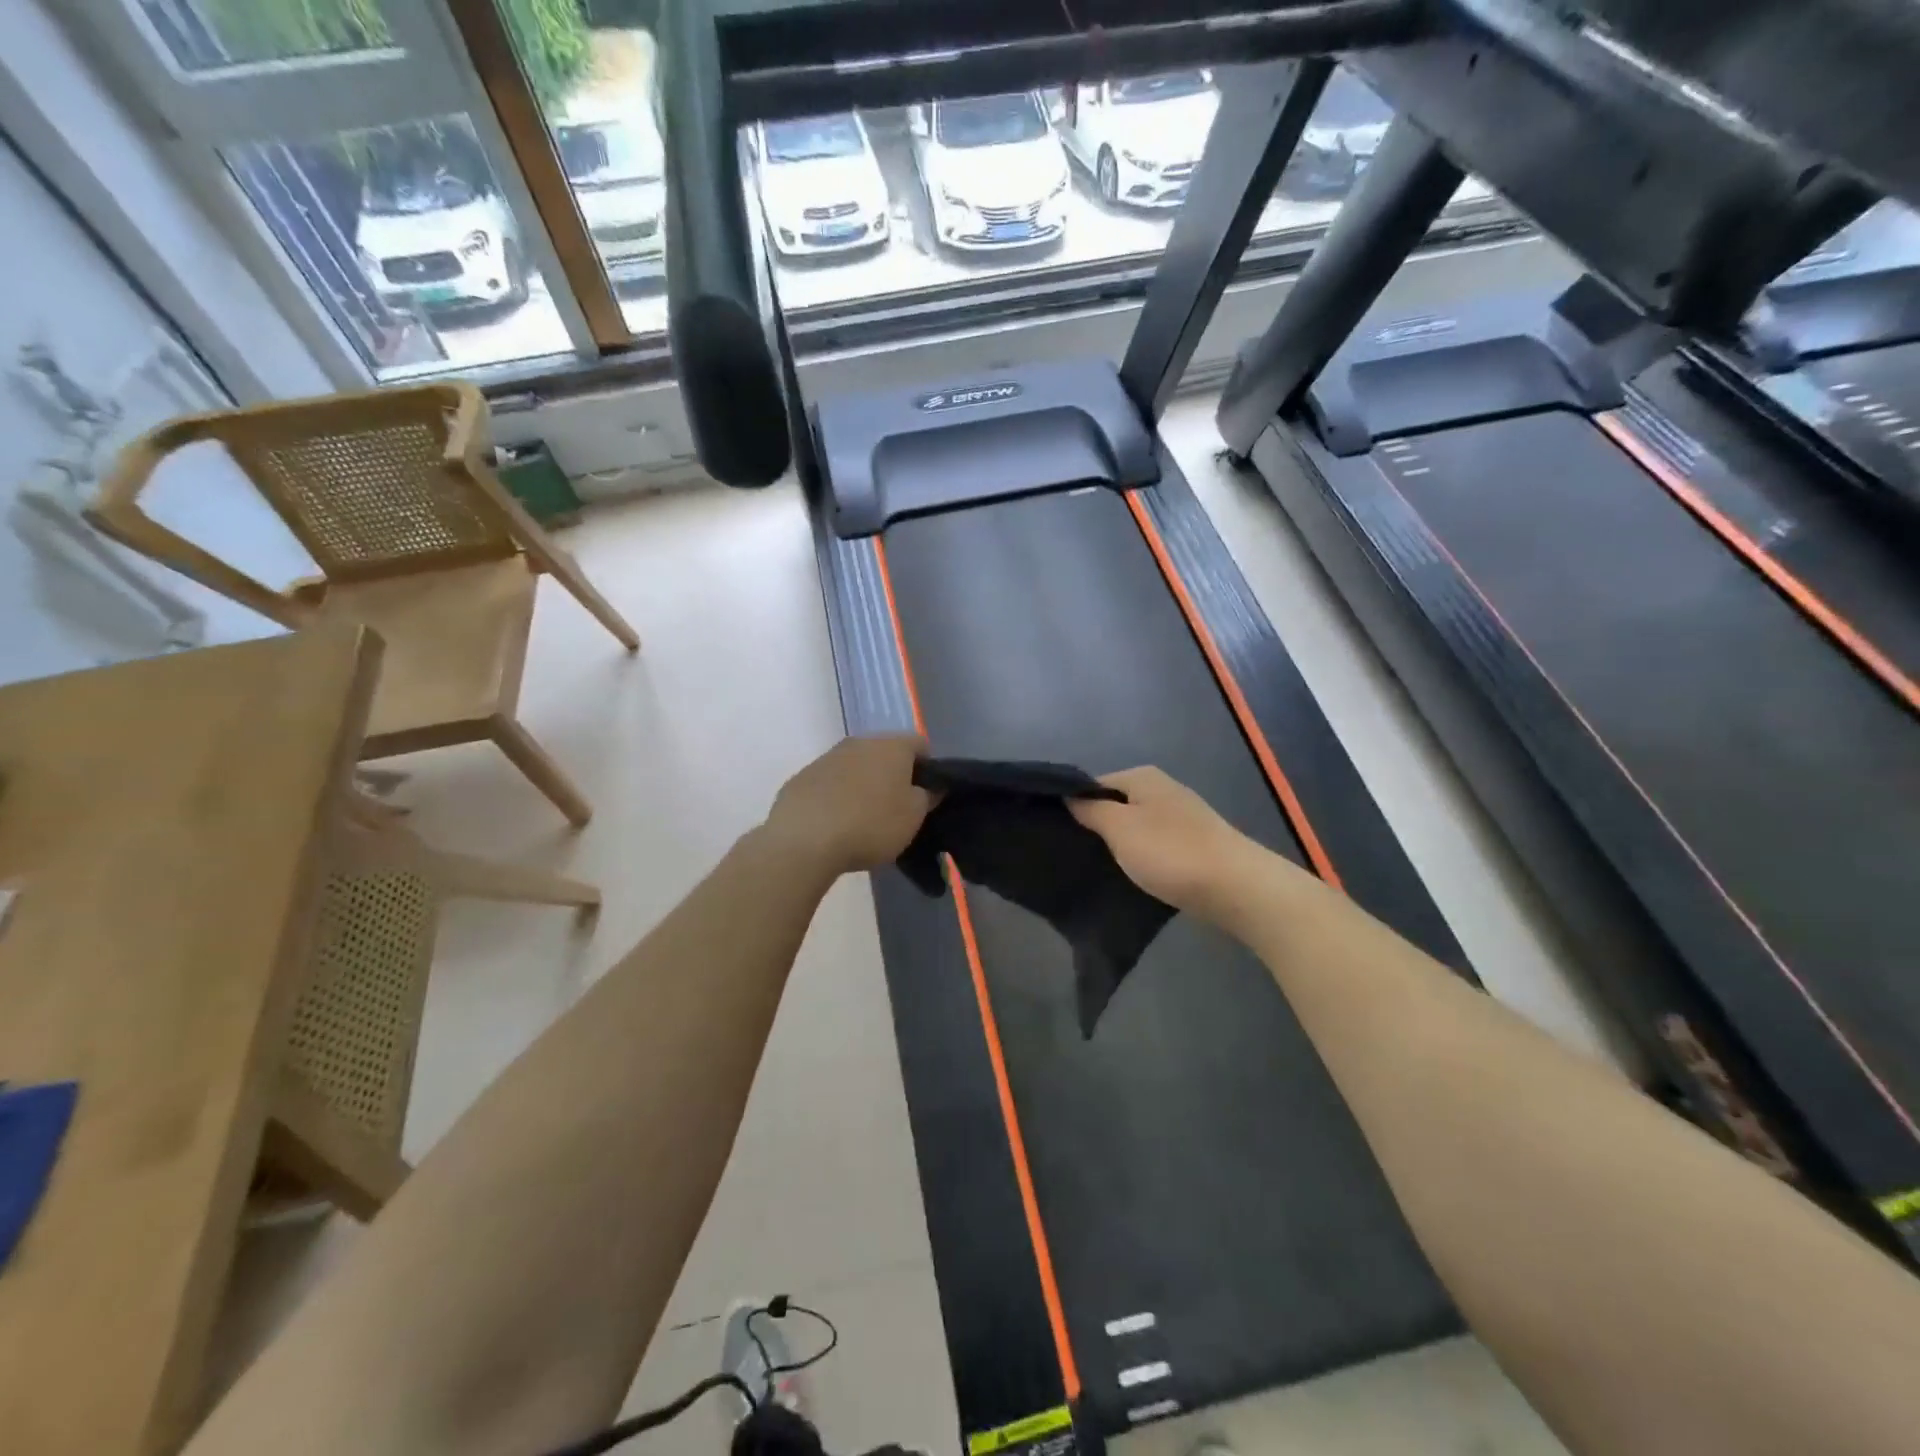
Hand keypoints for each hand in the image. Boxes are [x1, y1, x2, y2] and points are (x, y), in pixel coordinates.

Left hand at [762, 735, 935, 875]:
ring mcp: (826, 757)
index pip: (920, 745)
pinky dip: (836, 797)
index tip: (926, 795)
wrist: (804, 840)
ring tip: (863, 819)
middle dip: (893, 776)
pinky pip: (829, 783)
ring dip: (863, 785)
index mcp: (891, 745)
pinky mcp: (801, 777)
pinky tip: (835, 824)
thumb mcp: (913, 817)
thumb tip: (928, 787)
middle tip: (897, 808)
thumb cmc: (870, 824)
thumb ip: (926, 796)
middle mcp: (859, 742)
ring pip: (855, 766)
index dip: (928, 768)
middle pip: (885, 753)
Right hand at [1069, 766, 1262, 918]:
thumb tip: (1070, 797)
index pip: (1094, 784)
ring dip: (1120, 845)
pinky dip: (1143, 858)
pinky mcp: (1194, 844)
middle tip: (1074, 854)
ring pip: (1137, 827)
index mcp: (1142, 777)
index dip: (1074, 805)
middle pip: (1117, 804)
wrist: (1236, 887)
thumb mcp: (1119, 828)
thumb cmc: (1170, 852)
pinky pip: (1156, 846)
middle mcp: (1163, 790)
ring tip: (1098, 868)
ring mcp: (1182, 817)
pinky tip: (1133, 877)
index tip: (1057, 832)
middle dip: (1097, 827)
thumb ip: (1091, 810)